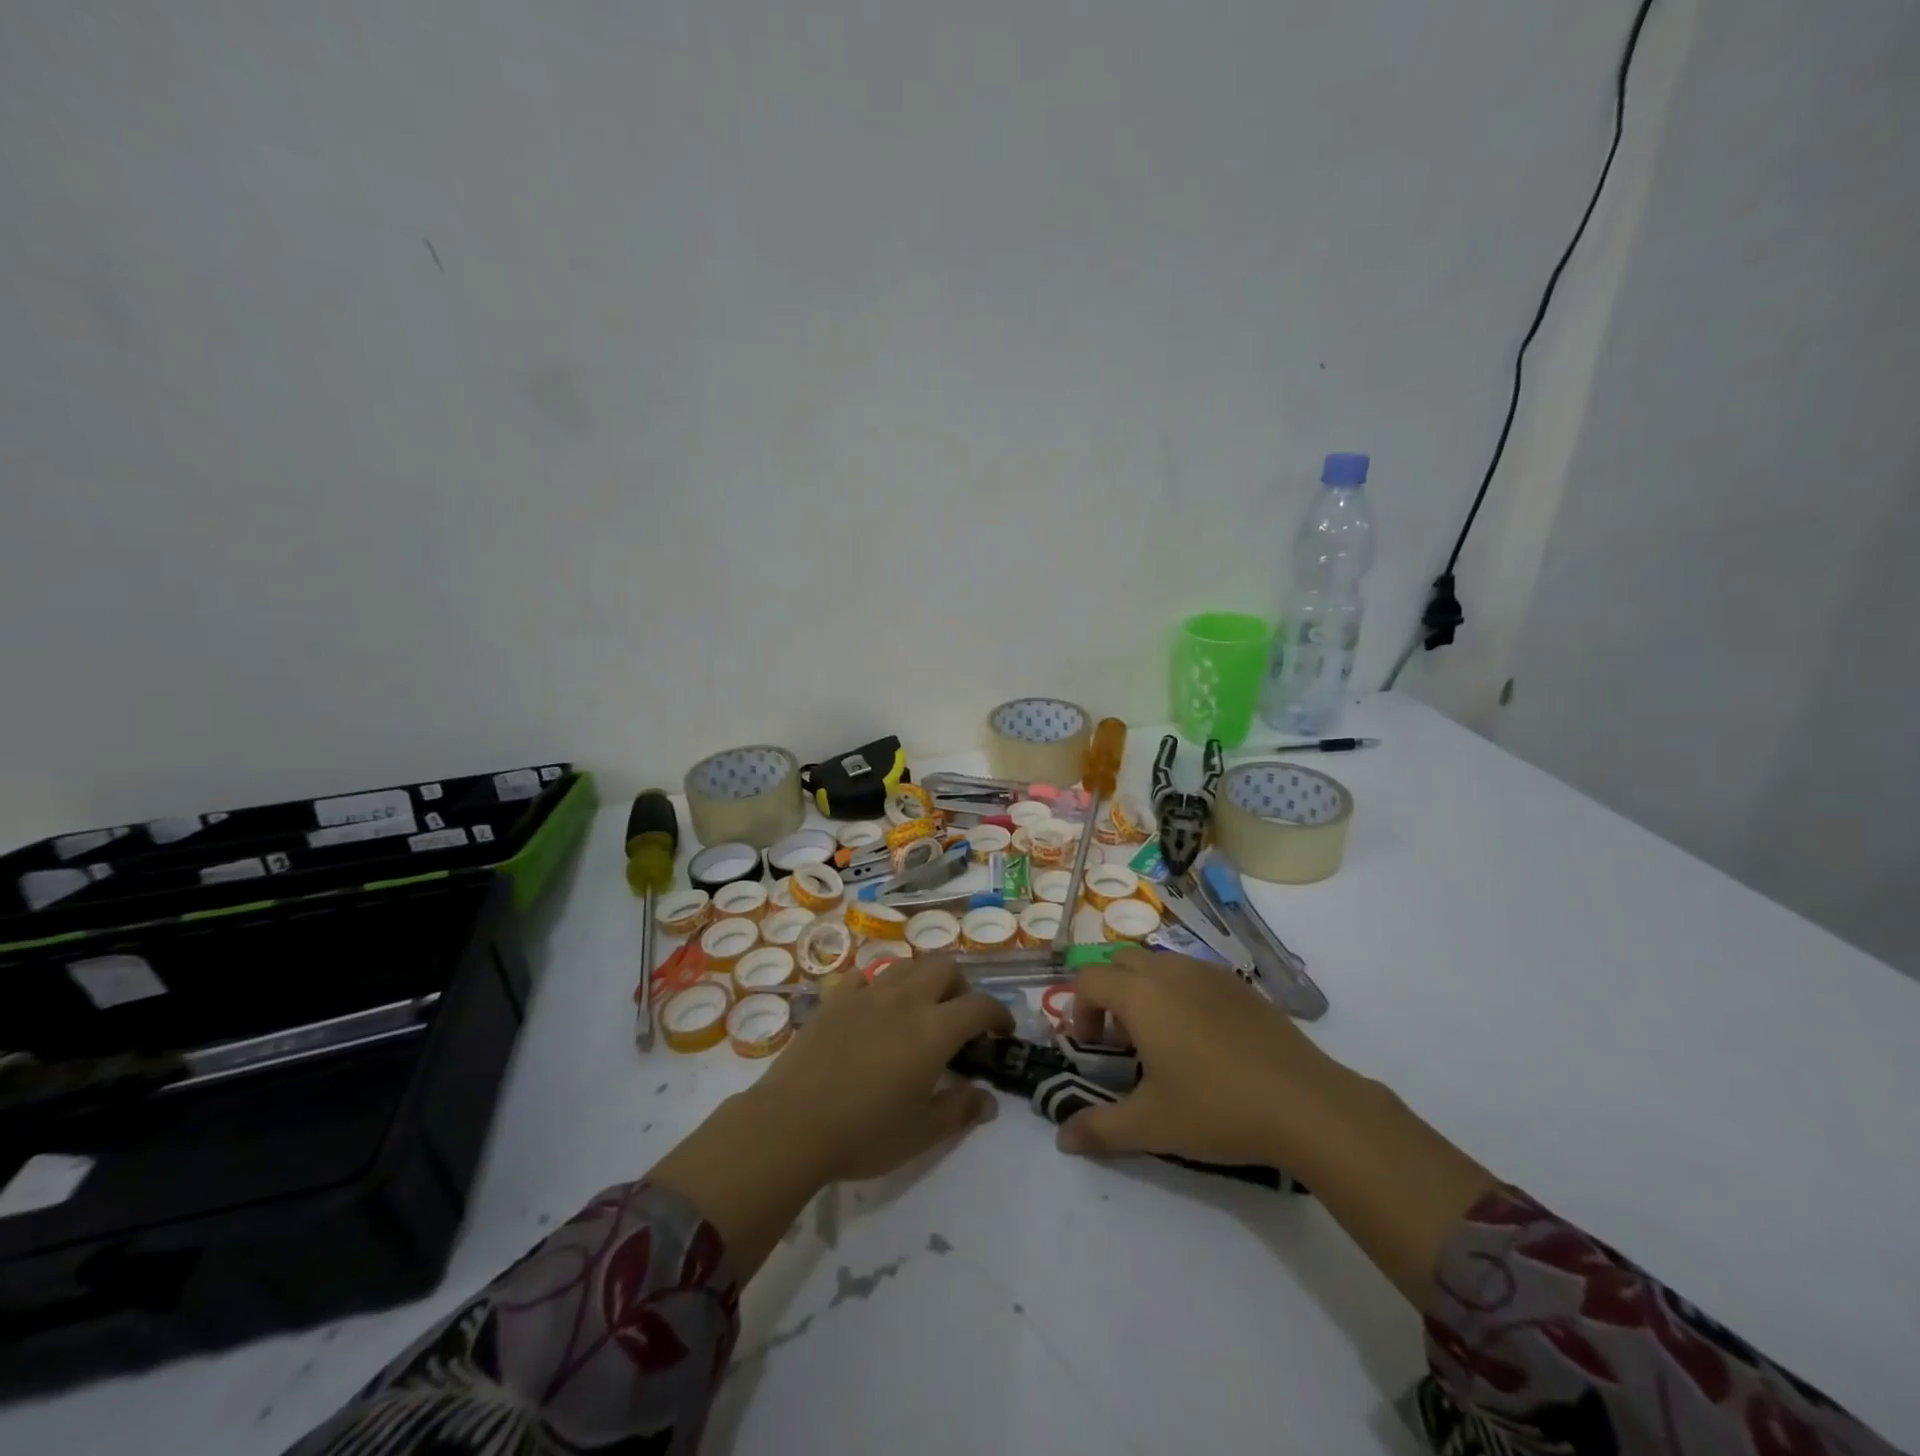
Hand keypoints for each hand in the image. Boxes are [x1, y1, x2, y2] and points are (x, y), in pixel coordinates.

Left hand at [746, 955, 1012, 1180]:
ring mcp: (867, 993)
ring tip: (919, 1010)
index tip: (1002, 1031)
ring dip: (923, 979)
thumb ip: (959, 1110)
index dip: (998, 1013)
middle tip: (958, 1018)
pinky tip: (875, 1009)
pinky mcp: (835, 998)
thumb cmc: (864, 1133)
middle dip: (960, 986)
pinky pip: (865, 976)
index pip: (979, 1005)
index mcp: (934, 1029)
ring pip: (907, 964)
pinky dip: (880, 985)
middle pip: (945, 966)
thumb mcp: (921, 1133)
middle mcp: (905, 1000)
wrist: (792, 1124)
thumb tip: (988, 1100)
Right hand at [1064, 948, 1498, 1306]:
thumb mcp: (1152, 1125)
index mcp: (1140, 994)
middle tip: (1123, 1041)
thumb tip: (1063, 1139)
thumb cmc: (1218, 1108)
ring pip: (1157, 964)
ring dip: (1144, 990)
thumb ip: (1100, 1128)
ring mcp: (1208, 972)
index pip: (1088, 979)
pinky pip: (1192, 973)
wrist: (1307, 1104)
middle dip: (1109, 994)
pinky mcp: (1239, 983)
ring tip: (1162, 1040)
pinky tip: (1203, 1038)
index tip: (1094, 1049)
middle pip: (1119, 962)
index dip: (1079, 1011)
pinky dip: (1179, 992)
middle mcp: (1169, 971)